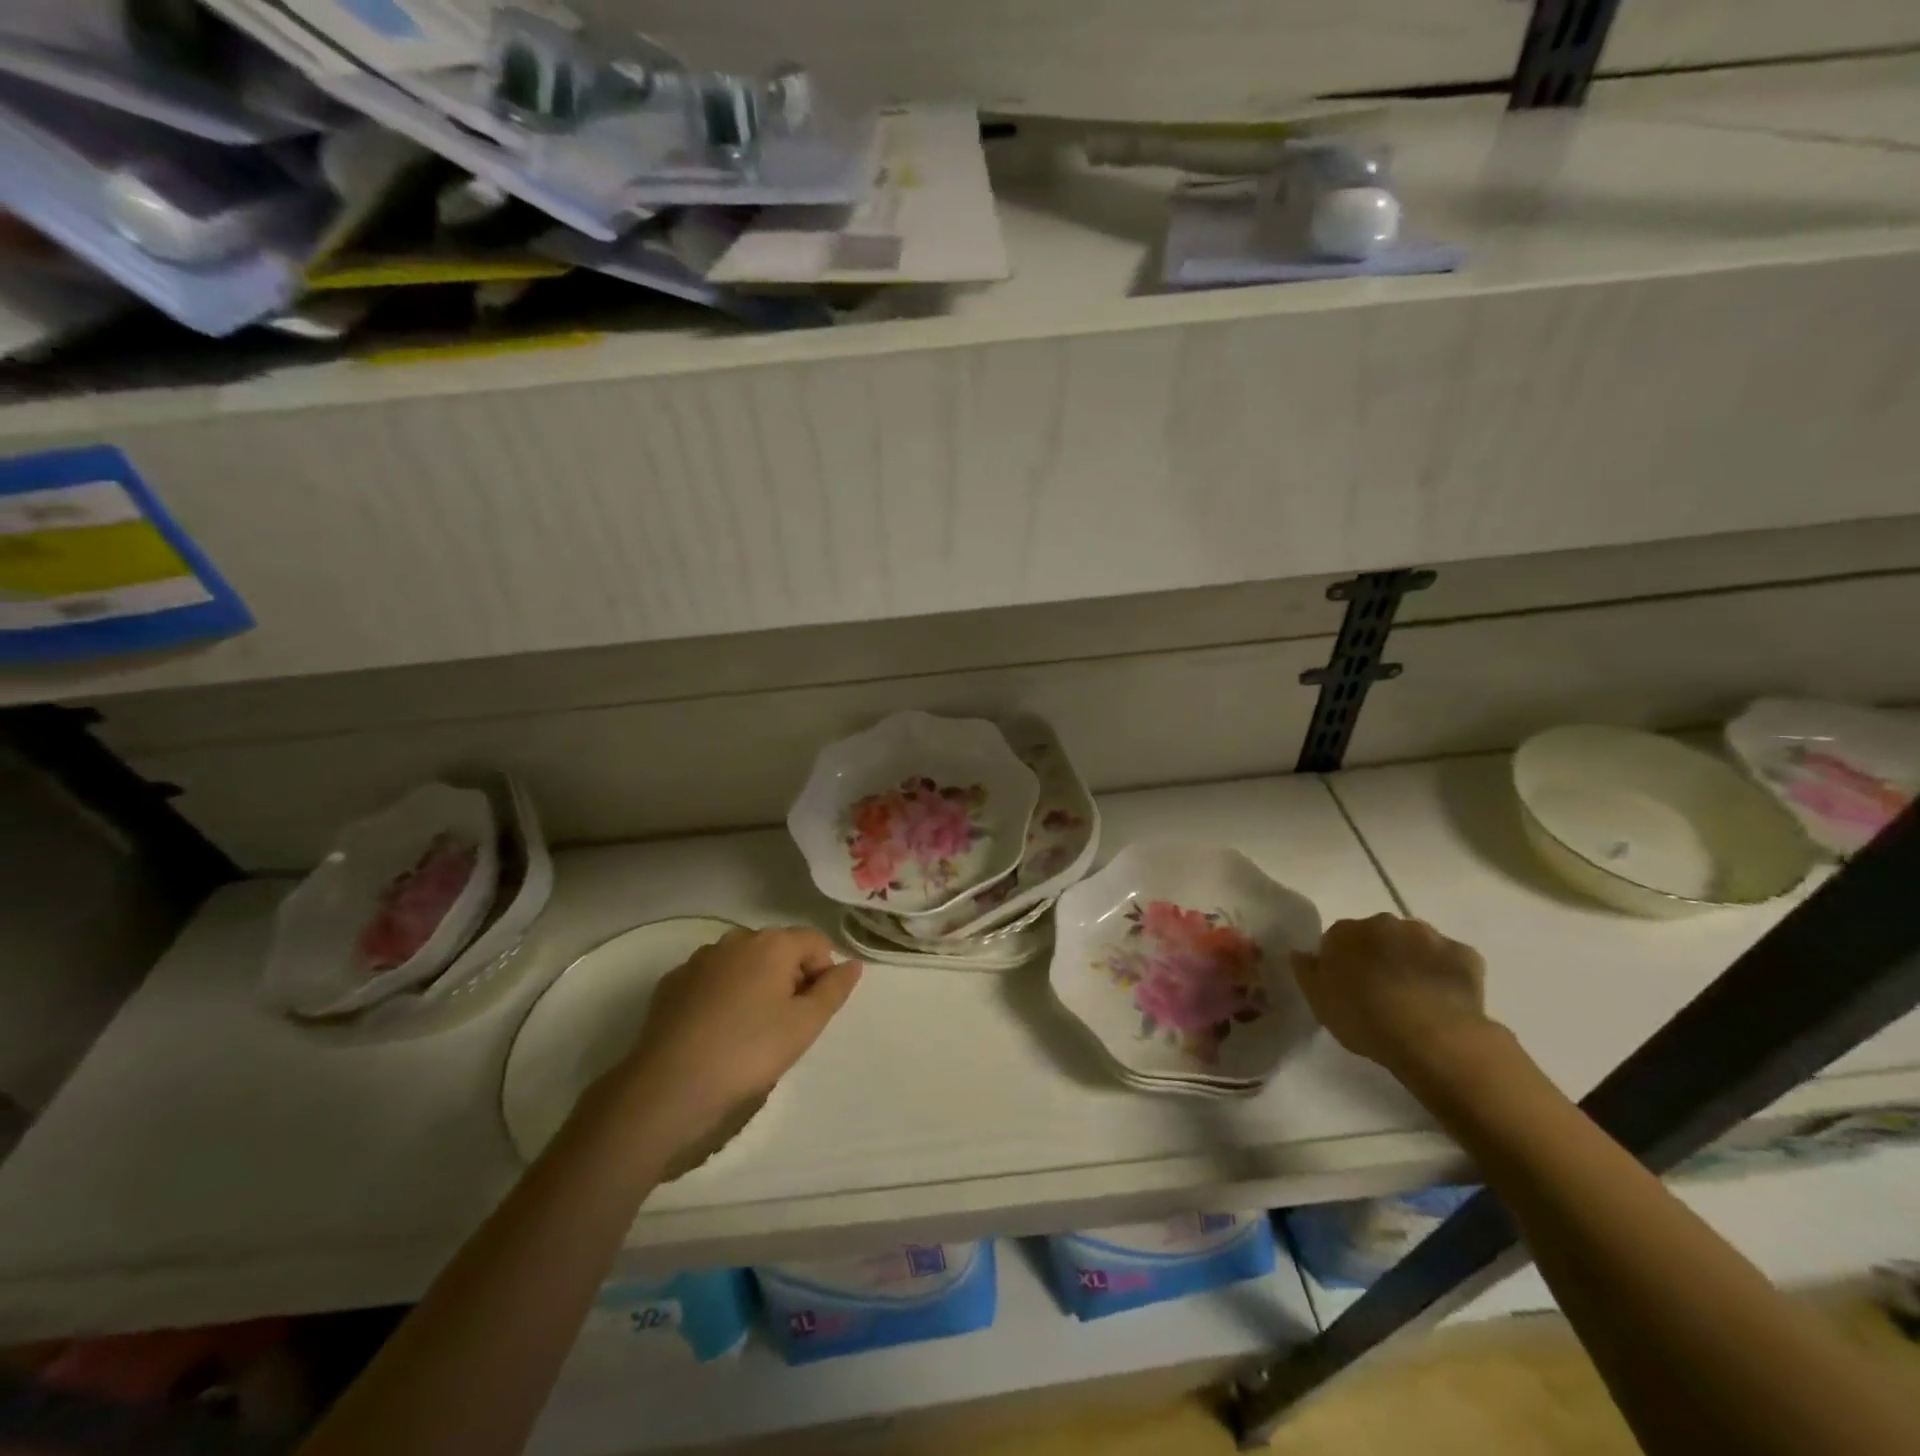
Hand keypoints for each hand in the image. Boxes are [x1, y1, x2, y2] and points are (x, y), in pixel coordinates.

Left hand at [618, 927, 861, 1140]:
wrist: (669, 1084)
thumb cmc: (749, 1051)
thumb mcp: (806, 1025)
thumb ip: (834, 989)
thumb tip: (852, 964)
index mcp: (773, 943)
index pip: (815, 943)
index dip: (823, 975)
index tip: (812, 1013)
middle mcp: (736, 939)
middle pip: (778, 949)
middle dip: (789, 978)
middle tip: (784, 1025)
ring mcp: (700, 959)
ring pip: (743, 964)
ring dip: (755, 986)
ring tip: (748, 1031)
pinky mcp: (673, 982)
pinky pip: (712, 980)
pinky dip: (722, 996)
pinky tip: (716, 1032)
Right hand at [1291, 914, 1496, 1076]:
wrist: (1433, 1036)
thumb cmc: (1365, 1018)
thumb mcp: (1319, 1001)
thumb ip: (1306, 971)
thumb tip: (1301, 952)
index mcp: (1346, 931)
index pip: (1337, 938)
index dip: (1342, 962)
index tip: (1347, 987)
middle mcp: (1385, 922)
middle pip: (1377, 936)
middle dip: (1379, 955)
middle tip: (1382, 992)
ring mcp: (1428, 935)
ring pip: (1415, 944)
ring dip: (1412, 960)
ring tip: (1416, 997)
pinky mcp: (1465, 954)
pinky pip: (1450, 960)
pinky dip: (1446, 973)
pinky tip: (1445, 999)